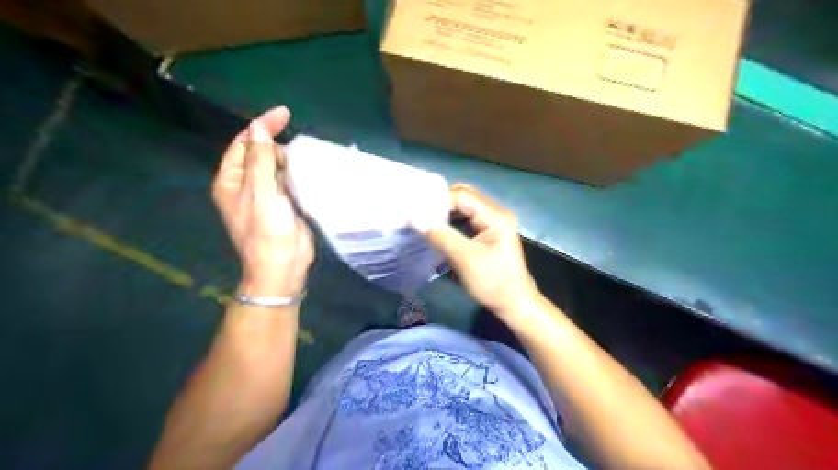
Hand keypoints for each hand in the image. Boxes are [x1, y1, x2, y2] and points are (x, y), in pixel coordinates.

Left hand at [209, 106, 314, 297]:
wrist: (283, 265)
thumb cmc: (266, 229)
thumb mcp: (261, 191)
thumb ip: (260, 158)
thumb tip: (259, 127)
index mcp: (231, 181)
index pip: (243, 144)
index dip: (261, 127)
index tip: (284, 113)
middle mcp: (246, 185)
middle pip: (259, 153)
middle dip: (275, 146)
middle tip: (294, 154)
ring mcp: (265, 195)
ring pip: (275, 166)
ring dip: (288, 159)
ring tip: (303, 160)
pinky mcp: (284, 203)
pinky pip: (288, 180)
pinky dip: (296, 173)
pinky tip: (307, 171)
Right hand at [415, 186, 538, 321]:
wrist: (514, 304)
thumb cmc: (493, 283)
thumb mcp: (465, 259)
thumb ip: (441, 236)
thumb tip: (414, 218)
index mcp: (496, 216)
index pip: (462, 196)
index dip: (439, 202)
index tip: (417, 213)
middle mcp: (496, 213)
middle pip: (463, 197)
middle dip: (441, 205)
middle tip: (420, 216)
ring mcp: (493, 222)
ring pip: (463, 208)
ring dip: (445, 214)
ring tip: (425, 223)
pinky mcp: (488, 232)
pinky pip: (465, 220)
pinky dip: (451, 223)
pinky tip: (438, 231)